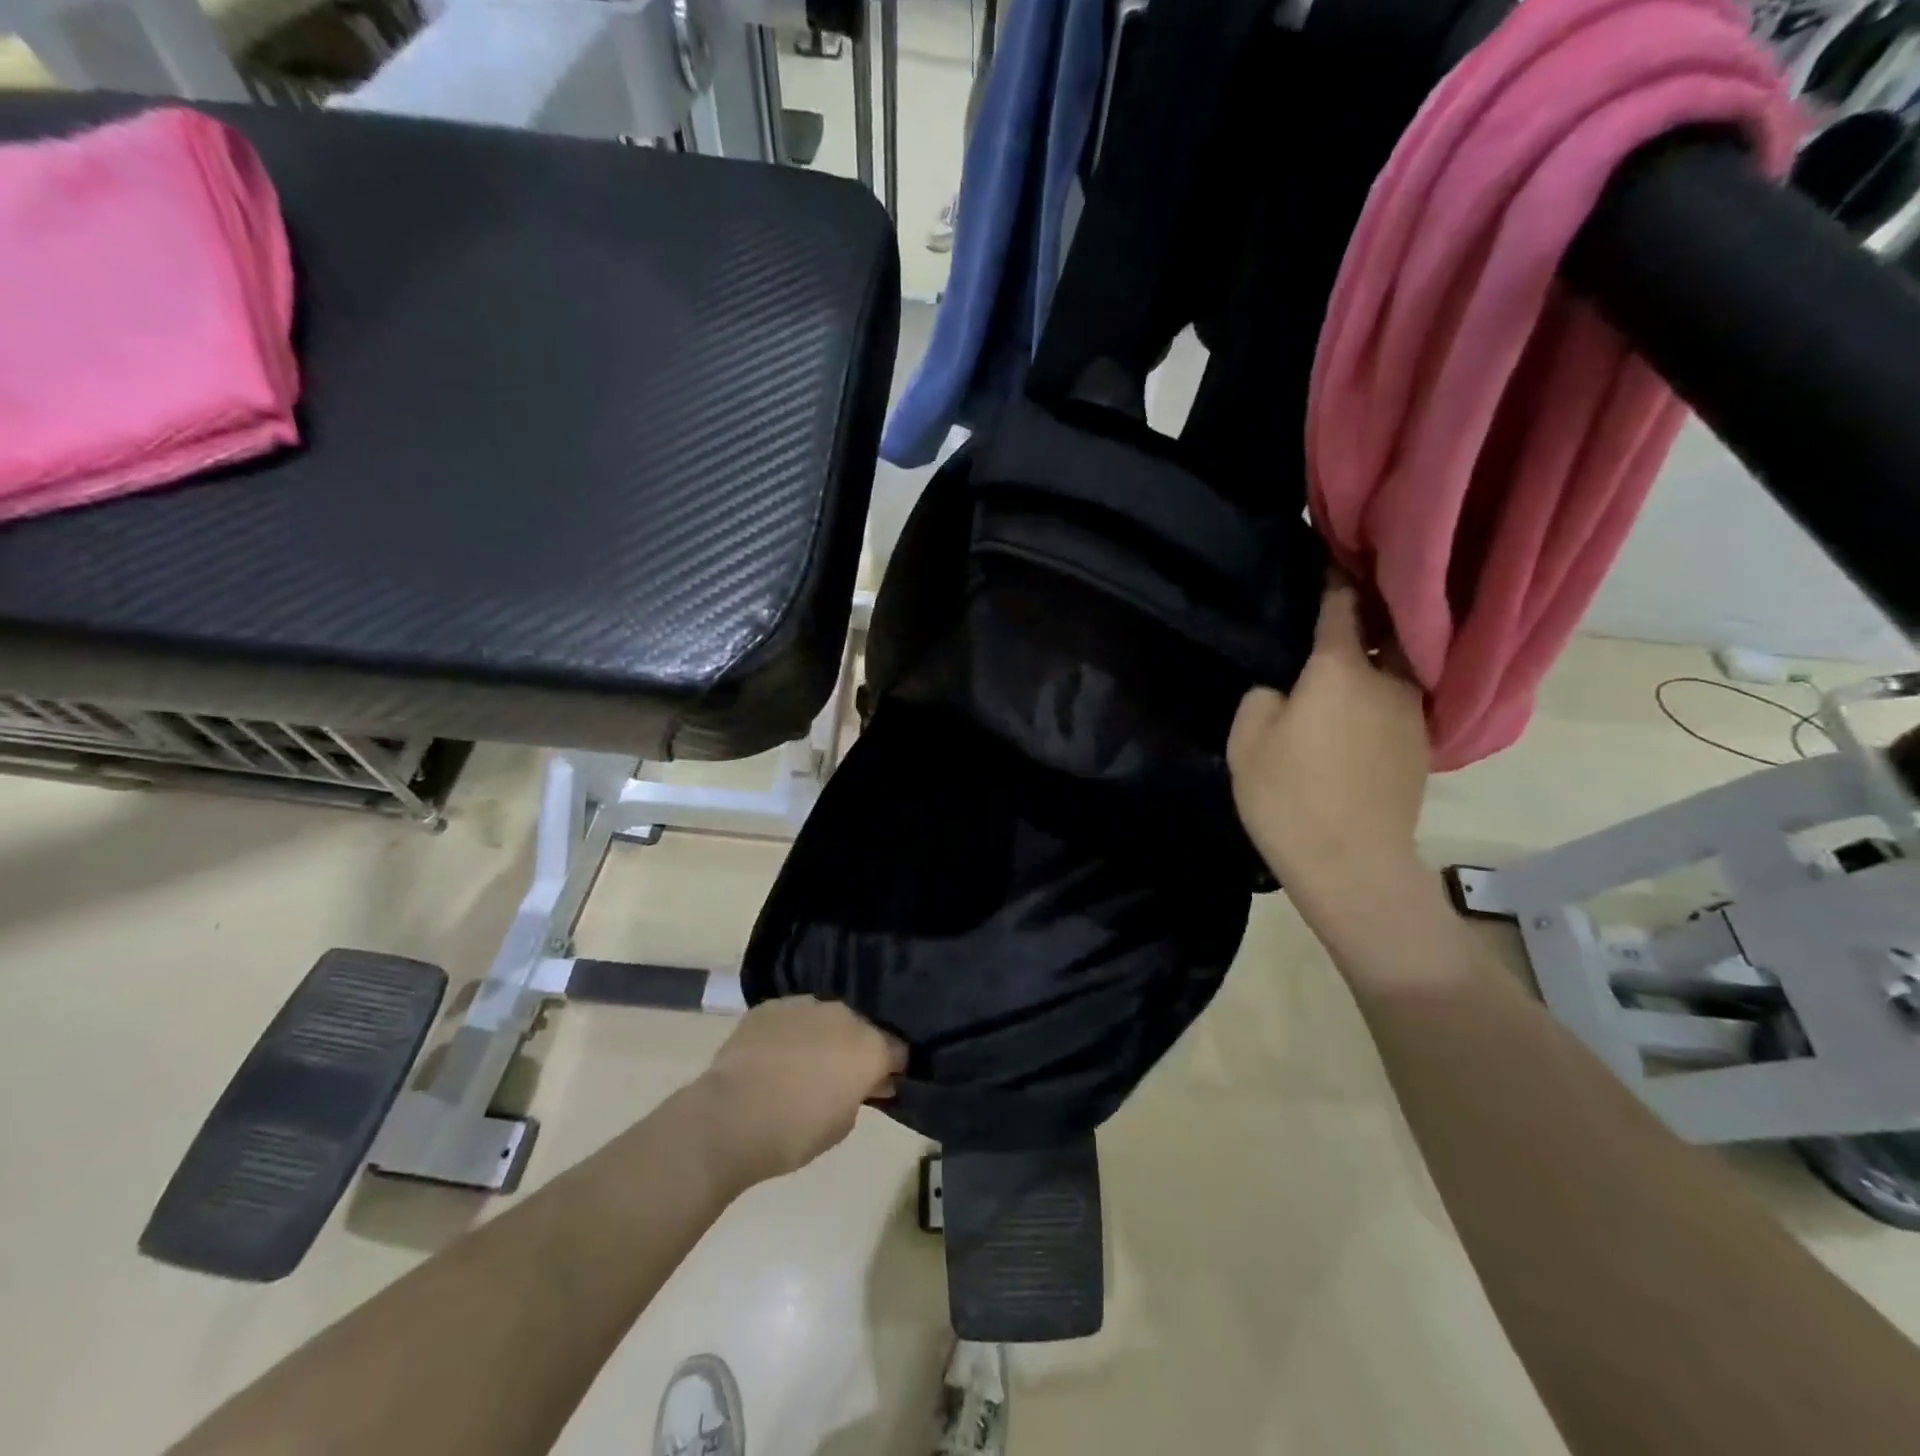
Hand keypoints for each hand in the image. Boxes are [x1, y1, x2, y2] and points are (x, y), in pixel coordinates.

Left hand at [694, 997, 905, 1186]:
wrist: (730, 1117)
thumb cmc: (795, 1132)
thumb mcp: (843, 1125)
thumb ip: (860, 1095)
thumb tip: (864, 1082)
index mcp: (870, 1045)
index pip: (898, 1050)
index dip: (891, 1068)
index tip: (881, 1085)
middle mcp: (844, 1015)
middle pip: (861, 1028)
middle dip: (855, 1049)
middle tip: (838, 1078)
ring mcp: (806, 1004)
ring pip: (824, 1018)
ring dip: (822, 1036)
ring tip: (801, 1065)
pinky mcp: (771, 1005)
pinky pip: (791, 1017)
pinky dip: (789, 1032)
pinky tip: (773, 1057)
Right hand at [1227, 577, 1429, 897]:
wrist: (1351, 864)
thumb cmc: (1289, 795)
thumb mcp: (1247, 740)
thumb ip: (1261, 697)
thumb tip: (1283, 690)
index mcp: (1341, 668)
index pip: (1342, 604)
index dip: (1334, 577)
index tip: (1331, 554)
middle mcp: (1388, 680)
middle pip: (1383, 630)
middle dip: (1366, 612)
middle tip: (1341, 605)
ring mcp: (1412, 714)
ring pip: (1395, 669)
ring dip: (1376, 658)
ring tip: (1347, 662)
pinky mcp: (1422, 746)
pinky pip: (1399, 703)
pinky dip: (1381, 695)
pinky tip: (1357, 714)